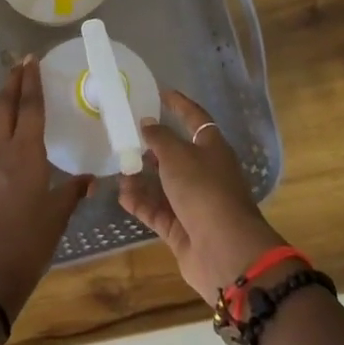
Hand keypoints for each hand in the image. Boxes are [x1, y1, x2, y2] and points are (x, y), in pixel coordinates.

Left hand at [0, 57, 92, 320]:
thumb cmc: (25, 246)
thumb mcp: (56, 218)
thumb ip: (71, 193)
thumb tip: (89, 179)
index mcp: (24, 154)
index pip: (29, 107)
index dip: (32, 81)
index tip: (33, 59)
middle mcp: (2, 151)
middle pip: (4, 105)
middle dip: (12, 81)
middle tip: (21, 62)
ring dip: (4, 100)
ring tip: (15, 87)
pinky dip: (1, 122)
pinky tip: (10, 129)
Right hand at [120, 89, 285, 304]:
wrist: (225, 251)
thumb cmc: (204, 190)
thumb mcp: (177, 156)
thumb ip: (159, 138)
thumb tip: (147, 123)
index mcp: (212, 149)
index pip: (195, 119)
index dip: (180, 105)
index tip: (161, 93)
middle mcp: (205, 173)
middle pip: (177, 154)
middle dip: (154, 146)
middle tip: (127, 135)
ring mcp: (194, 203)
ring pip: (163, 184)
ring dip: (142, 177)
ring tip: (118, 167)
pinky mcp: (182, 229)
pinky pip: (157, 210)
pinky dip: (140, 203)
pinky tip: (121, 195)